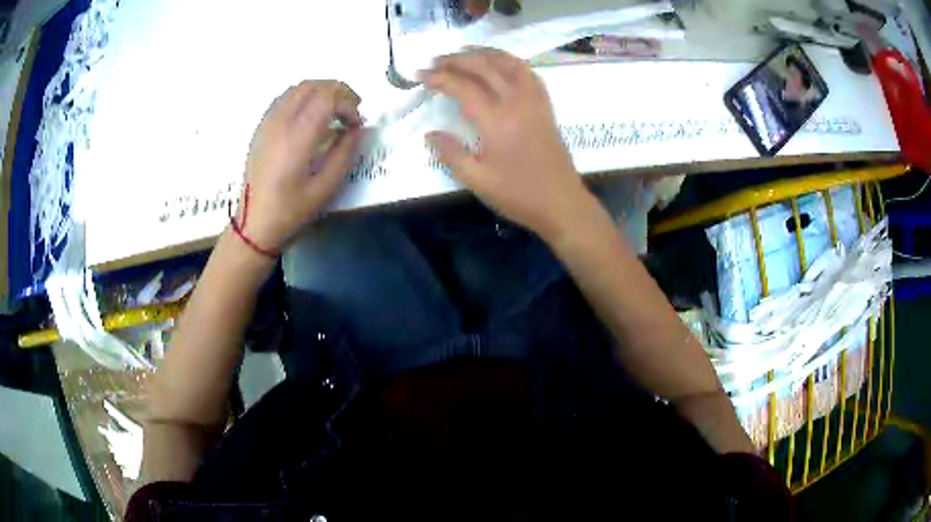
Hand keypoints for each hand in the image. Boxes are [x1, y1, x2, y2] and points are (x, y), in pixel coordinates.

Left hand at [241, 80, 361, 252]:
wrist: (253, 225)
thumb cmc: (290, 211)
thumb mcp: (325, 188)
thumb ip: (345, 153)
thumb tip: (357, 130)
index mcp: (297, 137)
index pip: (328, 97)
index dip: (348, 105)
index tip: (356, 124)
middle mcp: (280, 122)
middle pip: (313, 85)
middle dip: (338, 91)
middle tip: (350, 110)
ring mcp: (267, 123)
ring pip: (297, 88)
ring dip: (320, 91)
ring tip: (332, 110)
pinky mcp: (261, 128)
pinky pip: (284, 98)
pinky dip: (303, 98)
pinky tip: (309, 116)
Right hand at [422, 48, 592, 240]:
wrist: (561, 202)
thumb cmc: (518, 194)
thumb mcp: (477, 180)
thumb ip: (451, 154)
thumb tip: (430, 134)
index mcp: (497, 121)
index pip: (463, 87)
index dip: (440, 78)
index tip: (420, 75)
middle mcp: (516, 102)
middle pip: (484, 66)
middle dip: (456, 59)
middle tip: (434, 61)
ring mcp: (534, 100)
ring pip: (507, 63)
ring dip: (482, 53)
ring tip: (461, 54)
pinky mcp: (545, 105)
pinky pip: (527, 72)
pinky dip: (509, 61)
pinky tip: (498, 63)